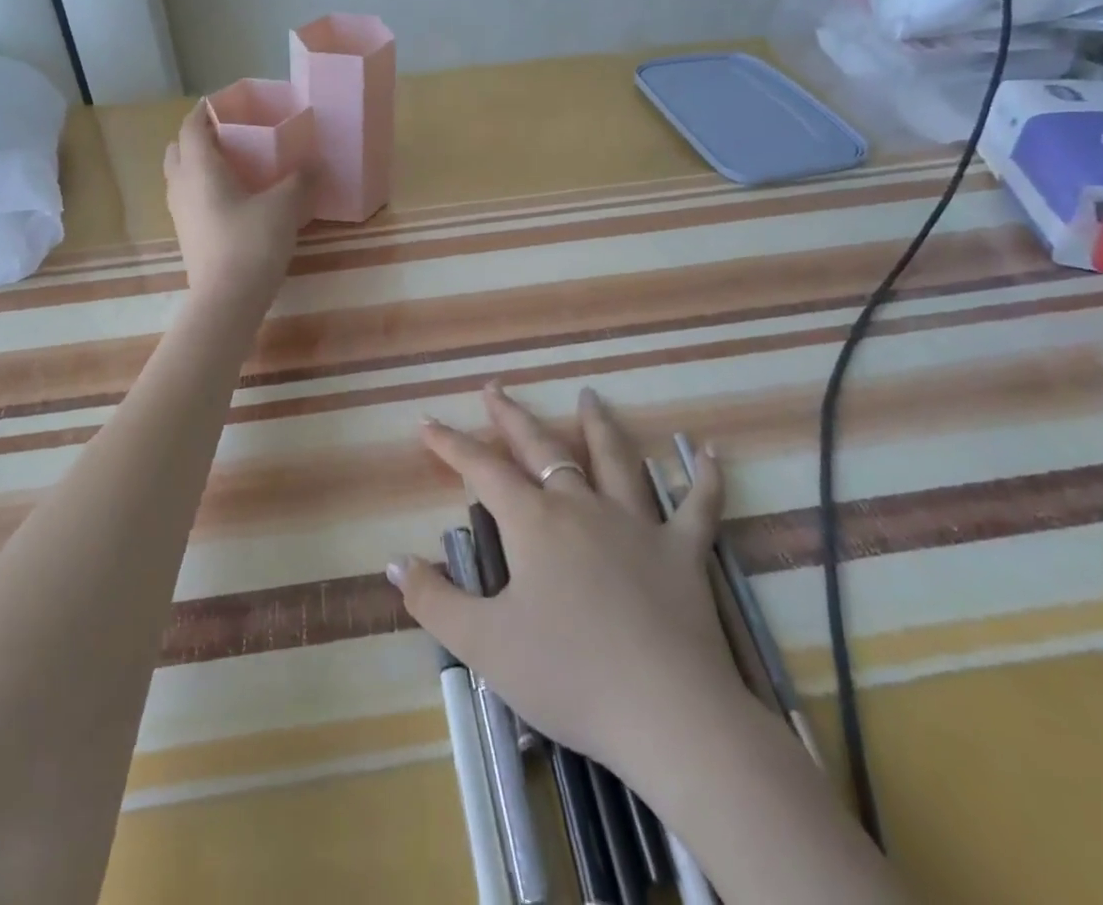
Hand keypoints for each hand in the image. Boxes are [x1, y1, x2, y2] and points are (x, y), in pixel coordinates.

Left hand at [164, 104, 312, 304]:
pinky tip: (234, 200)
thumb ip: (300, 180)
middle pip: (178, 149)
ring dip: (199, 165)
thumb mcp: (284, 206)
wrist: (227, 300)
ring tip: (234, 167)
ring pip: (181, 176)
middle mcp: (181, 185)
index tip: (225, 103)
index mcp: (199, 168)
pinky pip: (190, 199)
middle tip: (230, 136)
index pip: (192, 126)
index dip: (206, 110)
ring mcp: (180, 214)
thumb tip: (314, 164)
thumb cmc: (251, 242)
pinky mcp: (187, 236)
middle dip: (199, 137)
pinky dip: (204, 190)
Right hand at [388, 384, 738, 782]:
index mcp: (534, 523)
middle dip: (513, 418)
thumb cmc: (568, 675)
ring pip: (615, 460)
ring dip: (599, 426)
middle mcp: (582, 506)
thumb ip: (434, 600)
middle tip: (495, 388)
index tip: (428, 422)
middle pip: (543, 448)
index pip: (483, 470)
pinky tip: (708, 451)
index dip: (452, 444)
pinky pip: (699, 506)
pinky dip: (705, 477)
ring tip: (589, 396)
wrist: (667, 714)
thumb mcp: (484, 645)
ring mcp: (637, 523)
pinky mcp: (683, 552)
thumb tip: (394, 560)